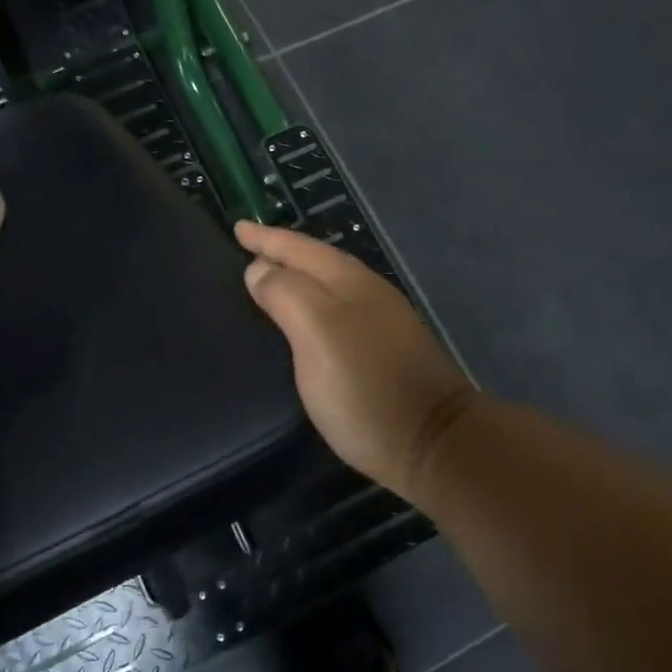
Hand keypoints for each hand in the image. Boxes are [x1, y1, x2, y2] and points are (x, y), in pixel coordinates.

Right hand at [236, 221, 478, 499]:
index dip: (265, 238)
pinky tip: (302, 320)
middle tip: (247, 248)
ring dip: (297, 277)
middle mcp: (367, 292)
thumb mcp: (317, 334)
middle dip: (281, 252)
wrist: (435, 443)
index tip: (237, 227)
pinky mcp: (386, 350)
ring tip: (267, 278)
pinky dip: (312, 303)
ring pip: (329, 285)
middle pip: (317, 261)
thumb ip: (285, 294)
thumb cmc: (366, 387)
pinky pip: (338, 309)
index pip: (299, 248)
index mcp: (348, 281)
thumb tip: (259, 270)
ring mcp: (382, 321)